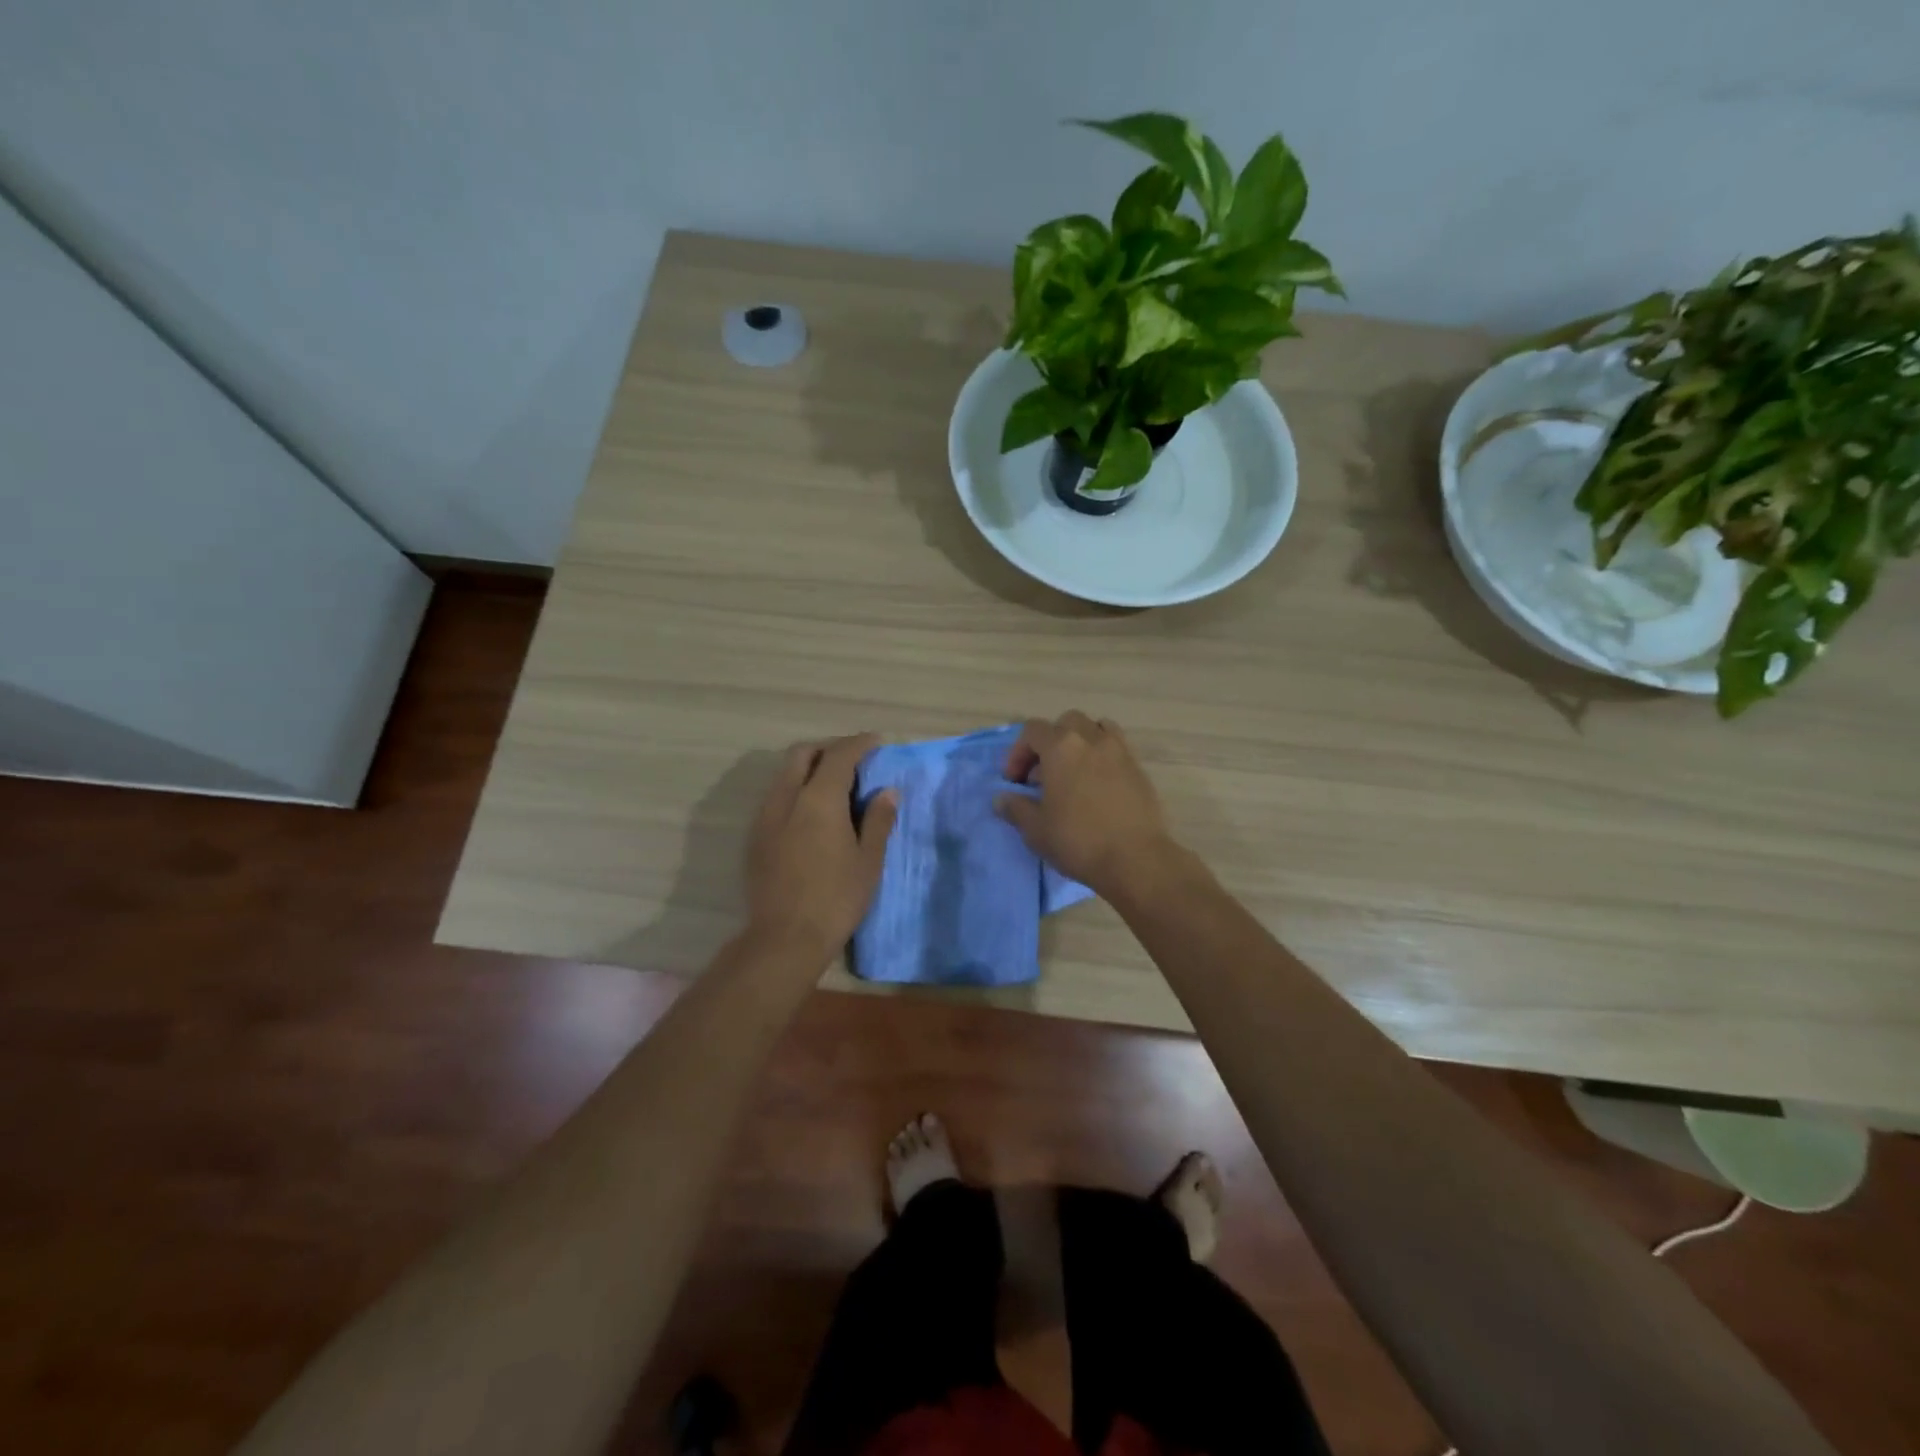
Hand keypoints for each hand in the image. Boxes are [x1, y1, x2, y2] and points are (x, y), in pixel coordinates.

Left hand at [746, 734, 897, 962]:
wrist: (784, 938)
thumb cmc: (836, 899)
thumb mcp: (868, 860)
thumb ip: (878, 820)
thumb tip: (887, 791)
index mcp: (819, 799)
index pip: (839, 756)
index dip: (859, 744)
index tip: (876, 742)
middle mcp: (787, 798)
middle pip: (803, 754)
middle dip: (829, 749)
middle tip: (854, 761)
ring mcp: (766, 817)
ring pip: (785, 774)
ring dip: (809, 768)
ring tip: (835, 786)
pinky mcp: (756, 836)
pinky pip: (776, 796)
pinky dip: (796, 789)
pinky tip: (813, 812)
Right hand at [993, 712, 1175, 896]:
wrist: (1135, 859)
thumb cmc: (1078, 841)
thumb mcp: (1035, 830)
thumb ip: (1016, 808)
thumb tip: (1001, 799)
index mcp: (1062, 747)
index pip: (1033, 730)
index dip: (1018, 752)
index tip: (1015, 781)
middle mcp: (1092, 739)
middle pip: (1066, 722)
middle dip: (1050, 742)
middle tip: (1043, 774)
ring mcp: (1120, 751)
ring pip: (1096, 728)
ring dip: (1080, 742)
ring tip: (1073, 772)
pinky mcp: (1139, 769)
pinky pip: (1117, 748)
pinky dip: (1102, 756)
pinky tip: (1097, 786)